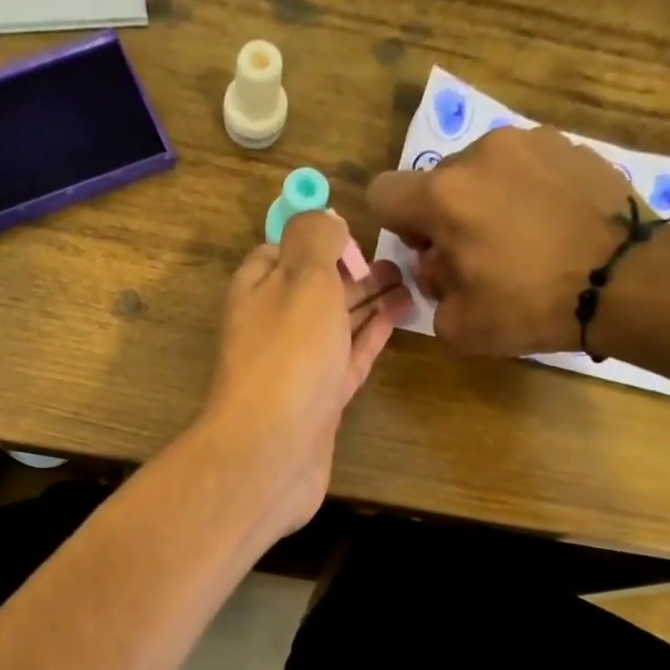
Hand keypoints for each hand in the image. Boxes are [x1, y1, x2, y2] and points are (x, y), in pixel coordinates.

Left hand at [196, 210, 409, 535]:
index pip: (282, 251)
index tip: (356, 233)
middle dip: (353, 270)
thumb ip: (314, 239)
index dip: (318, 238)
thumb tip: (323, 218)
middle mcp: (275, 327)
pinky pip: (349, 358)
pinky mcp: (320, 401)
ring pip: (337, 324)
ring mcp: (298, 368)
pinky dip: (371, 336)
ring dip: (369, 301)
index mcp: (259, 290)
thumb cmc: (288, 357)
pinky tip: (396, 318)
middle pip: (316, 289)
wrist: (273, 452)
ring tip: (411, 282)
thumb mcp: (301, 278)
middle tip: (402, 259)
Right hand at [367, 125, 644, 355]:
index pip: (383, 193)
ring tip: (521, 243)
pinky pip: (526, 168)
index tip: (428, 252)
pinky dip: (527, 194)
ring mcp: (530, 142)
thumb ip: (431, 290)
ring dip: (486, 202)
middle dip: (445, 218)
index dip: (396, 227)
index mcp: (443, 196)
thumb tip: (441, 265)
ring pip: (483, 172)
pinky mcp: (570, 145)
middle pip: (437, 183)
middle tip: (477, 258)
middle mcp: (481, 154)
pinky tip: (551, 229)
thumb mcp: (457, 325)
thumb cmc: (530, 305)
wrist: (624, 279)